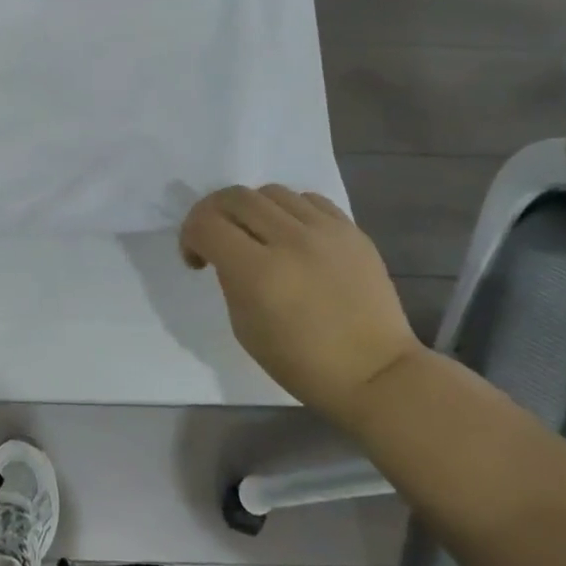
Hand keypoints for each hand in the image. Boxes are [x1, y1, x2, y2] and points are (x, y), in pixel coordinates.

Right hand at [181, 185, 421, 426]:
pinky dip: (289, 210)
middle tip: (216, 236)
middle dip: (214, 212)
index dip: (190, 234)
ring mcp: (325, 232)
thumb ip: (229, 278)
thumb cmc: (301, 363)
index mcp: (257, 273)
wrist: (375, 373)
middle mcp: (290, 241)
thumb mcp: (244, 326)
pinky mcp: (351, 230)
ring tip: (258, 235)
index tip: (197, 257)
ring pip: (271, 192)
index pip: (206, 224)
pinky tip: (292, 235)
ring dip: (252, 209)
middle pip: (235, 197)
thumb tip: (225, 251)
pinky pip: (308, 199)